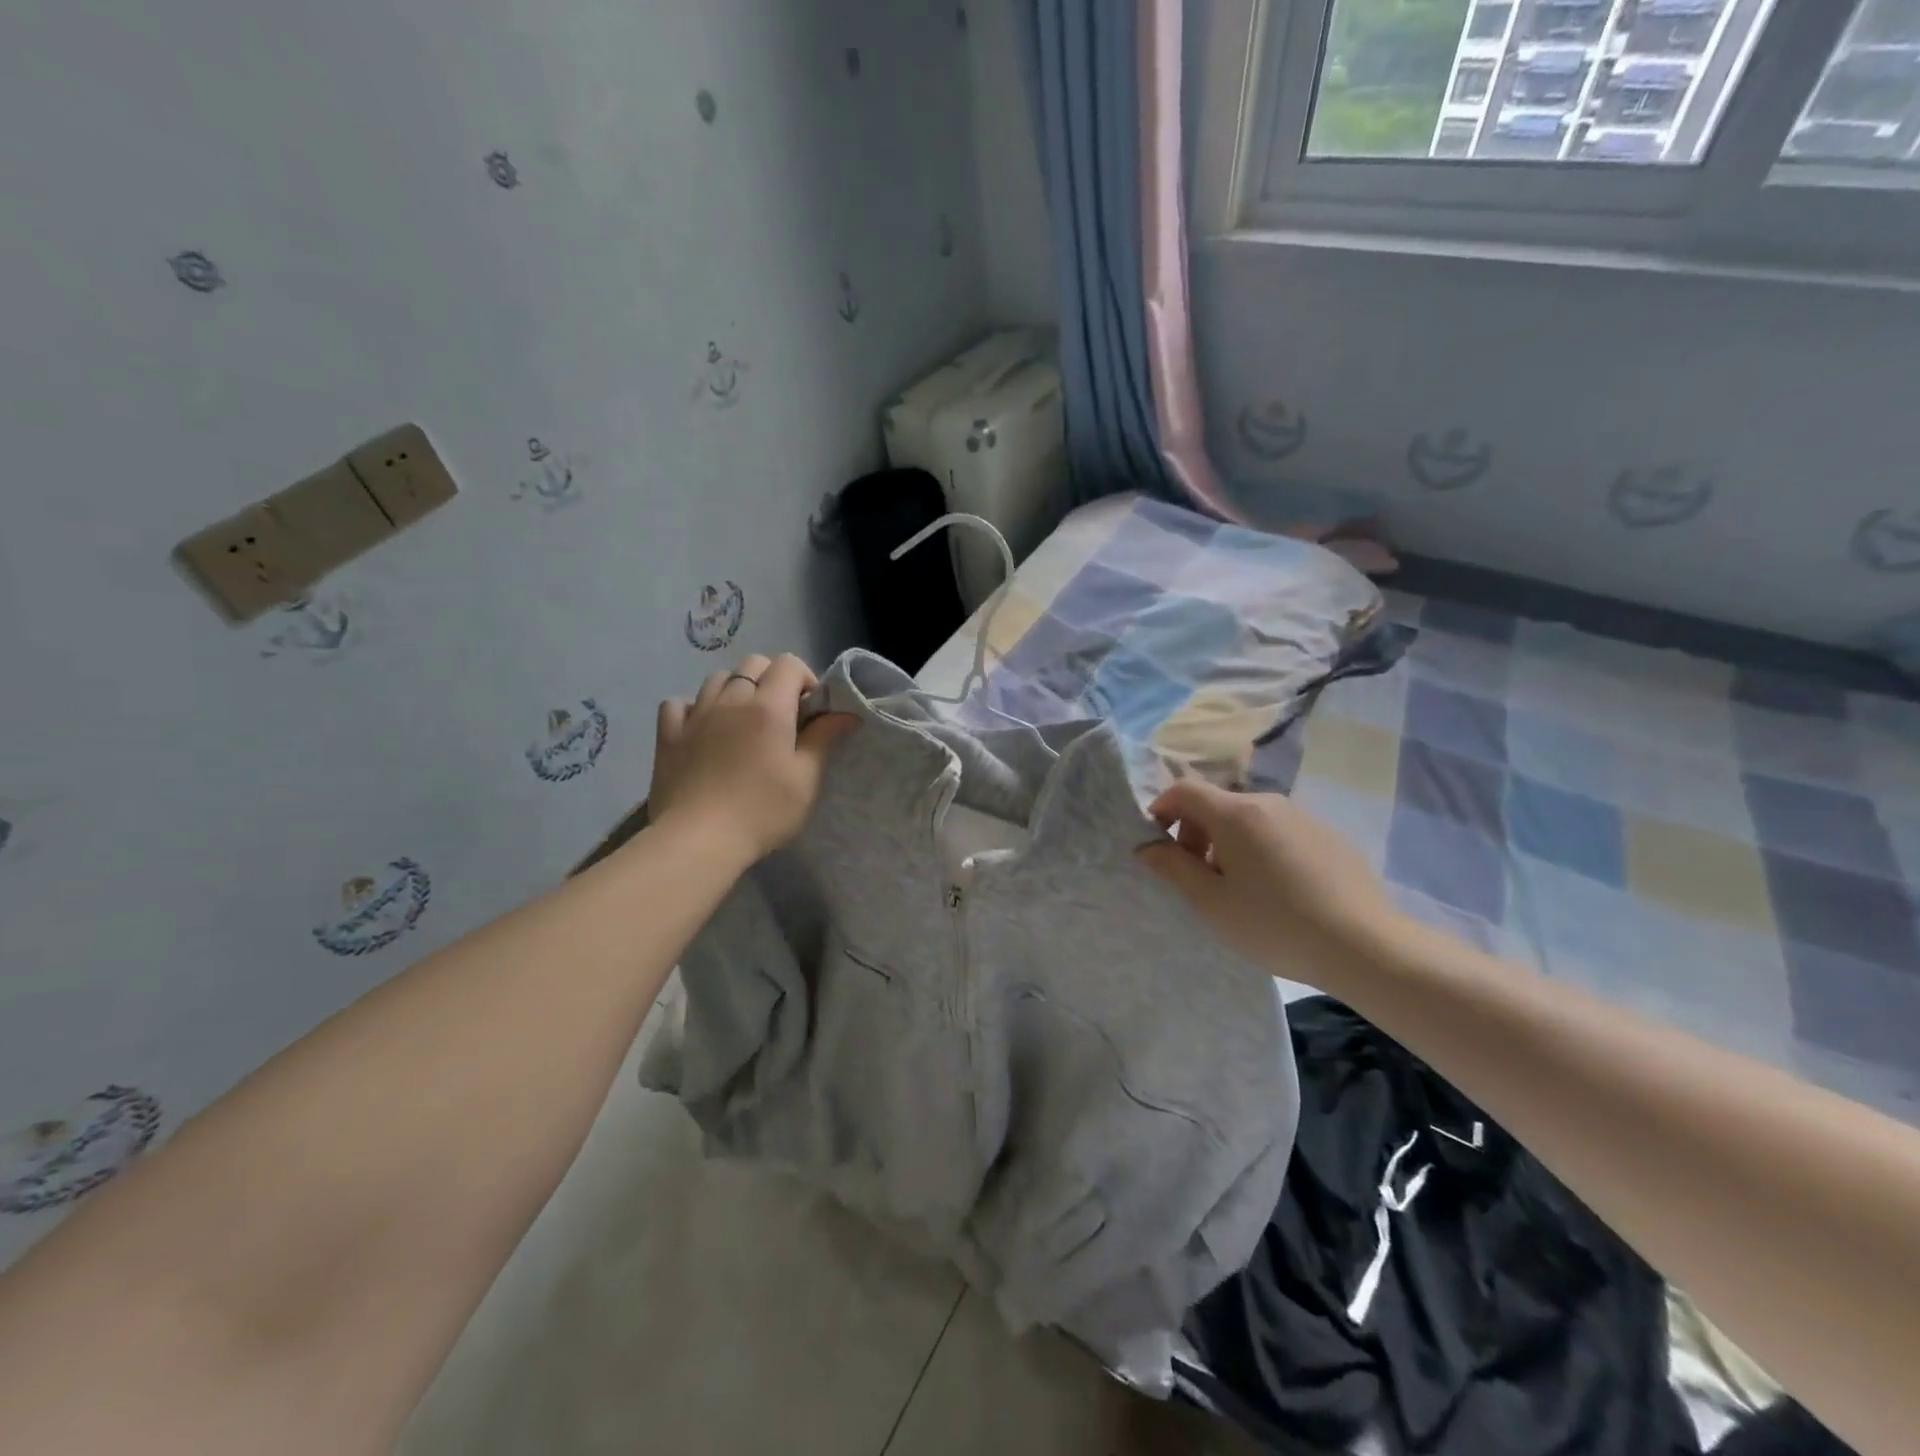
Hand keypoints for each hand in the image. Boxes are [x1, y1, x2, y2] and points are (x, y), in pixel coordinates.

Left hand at [649, 654, 857, 868]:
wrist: (698, 841)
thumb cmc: (762, 811)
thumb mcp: (805, 779)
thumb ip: (824, 738)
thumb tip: (845, 712)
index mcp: (768, 707)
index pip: (788, 664)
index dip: (805, 678)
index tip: (811, 710)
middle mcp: (731, 700)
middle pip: (753, 664)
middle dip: (773, 679)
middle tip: (782, 715)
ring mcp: (695, 715)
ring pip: (717, 679)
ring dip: (736, 689)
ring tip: (743, 721)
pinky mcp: (668, 735)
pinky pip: (679, 704)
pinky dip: (694, 708)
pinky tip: (703, 729)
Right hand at [1137, 778, 1406, 984]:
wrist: (1366, 947)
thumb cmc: (1275, 924)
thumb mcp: (1211, 903)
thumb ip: (1173, 868)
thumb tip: (1147, 846)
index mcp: (1236, 813)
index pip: (1184, 790)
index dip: (1161, 809)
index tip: (1157, 844)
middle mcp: (1269, 803)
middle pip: (1217, 804)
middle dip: (1195, 833)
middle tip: (1196, 877)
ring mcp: (1304, 817)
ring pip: (1249, 819)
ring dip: (1228, 843)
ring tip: (1238, 888)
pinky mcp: (1329, 836)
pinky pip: (1279, 832)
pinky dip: (1262, 849)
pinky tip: (1277, 891)